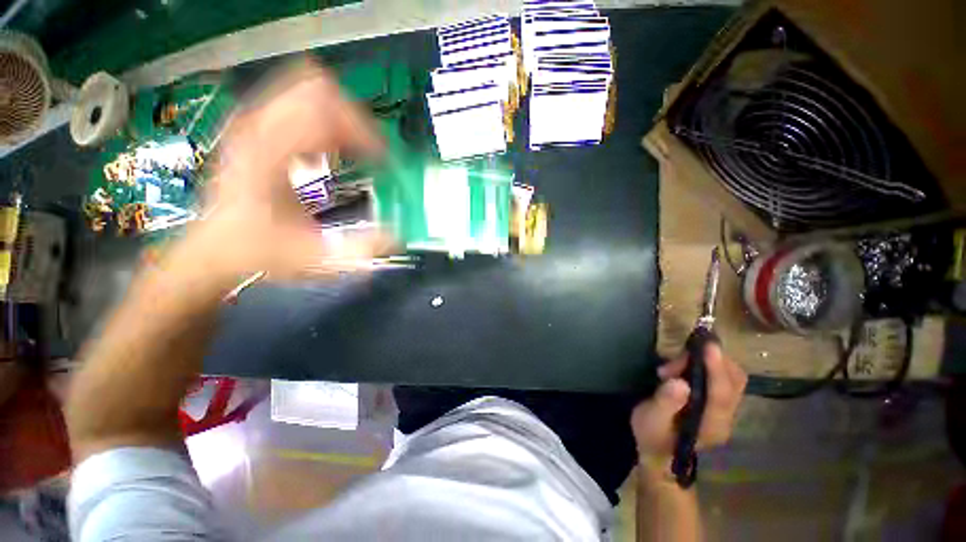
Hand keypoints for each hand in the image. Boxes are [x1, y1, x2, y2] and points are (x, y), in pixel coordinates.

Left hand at [184, 59, 388, 282]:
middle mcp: (259, 127)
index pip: (324, 110)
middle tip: (372, 152)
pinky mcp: (260, 127)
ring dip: (342, 116)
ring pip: (308, 88)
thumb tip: (398, 238)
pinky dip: (326, 118)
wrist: (216, 247)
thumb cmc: (258, 249)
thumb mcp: (310, 256)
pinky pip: (300, 102)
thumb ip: (355, 249)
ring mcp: (257, 122)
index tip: (384, 161)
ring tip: (357, 149)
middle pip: (318, 89)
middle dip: (355, 118)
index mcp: (268, 153)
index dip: (363, 132)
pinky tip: (334, 149)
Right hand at [631, 344, 745, 469]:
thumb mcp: (650, 419)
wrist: (659, 453)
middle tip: (680, 356)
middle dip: (712, 360)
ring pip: (731, 377)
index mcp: (711, 425)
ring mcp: (724, 411)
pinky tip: (684, 366)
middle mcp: (725, 417)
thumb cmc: (652, 435)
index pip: (722, 393)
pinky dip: (707, 365)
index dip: (717, 368)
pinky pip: (722, 378)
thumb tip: (680, 382)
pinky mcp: (718, 404)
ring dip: (708, 362)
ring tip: (675, 364)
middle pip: (735, 381)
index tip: (708, 345)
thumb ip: (665, 402)